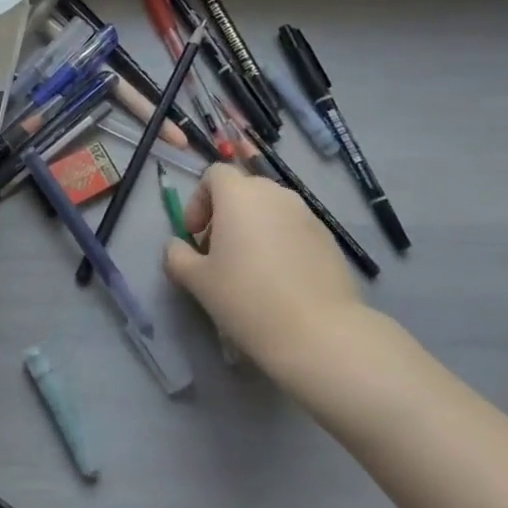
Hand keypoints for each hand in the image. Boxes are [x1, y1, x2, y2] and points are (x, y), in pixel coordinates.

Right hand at [163, 164, 378, 402]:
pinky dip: (281, 242)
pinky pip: (295, 229)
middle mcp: (275, 194)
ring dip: (254, 227)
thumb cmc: (246, 298)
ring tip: (250, 268)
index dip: (199, 200)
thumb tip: (177, 247)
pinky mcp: (329, 239)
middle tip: (218, 252)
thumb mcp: (196, 280)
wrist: (318, 333)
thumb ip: (177, 255)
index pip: (215, 174)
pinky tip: (280, 280)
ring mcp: (307, 215)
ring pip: (271, 210)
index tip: (194, 234)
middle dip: (226, 214)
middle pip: (244, 190)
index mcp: (239, 195)